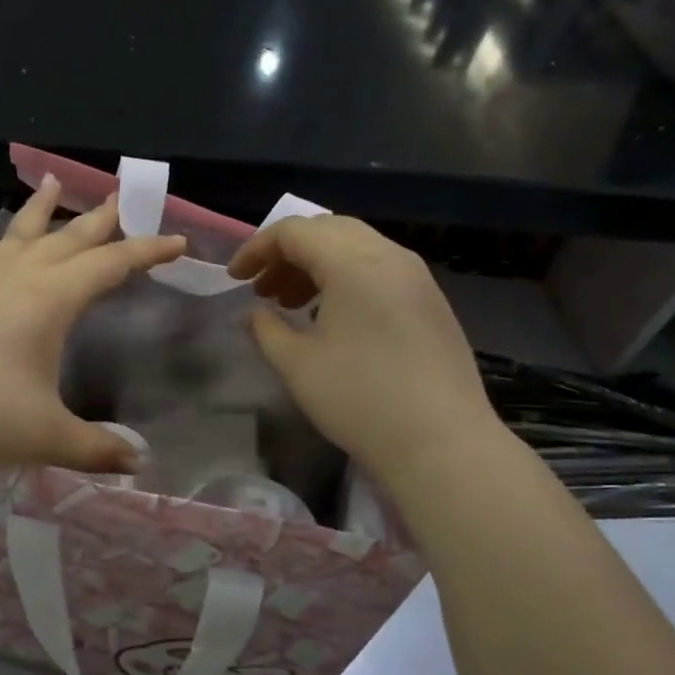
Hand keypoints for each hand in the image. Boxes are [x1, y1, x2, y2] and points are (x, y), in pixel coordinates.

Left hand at [0, 176, 184, 476]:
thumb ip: (96, 448)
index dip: (148, 252)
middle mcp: (18, 278)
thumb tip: (139, 464)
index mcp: (51, 299)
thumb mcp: (47, 436)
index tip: (178, 242)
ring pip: (19, 234)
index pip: (112, 264)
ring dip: (40, 209)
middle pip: (68, 238)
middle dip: (100, 218)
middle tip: (121, 197)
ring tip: (53, 182)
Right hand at [226, 216, 496, 478]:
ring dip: (316, 265)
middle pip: (328, 230)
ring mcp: (416, 277)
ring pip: (356, 248)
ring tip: (290, 304)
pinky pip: (379, 270)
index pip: (295, 231)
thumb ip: (266, 329)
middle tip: (261, 288)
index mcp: (353, 262)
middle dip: (287, 253)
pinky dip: (345, 279)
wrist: (441, 443)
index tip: (234, 279)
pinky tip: (331, 317)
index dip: (256, 249)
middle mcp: (389, 256)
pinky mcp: (430, 301)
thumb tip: (252, 313)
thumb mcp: (297, 365)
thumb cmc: (359, 400)